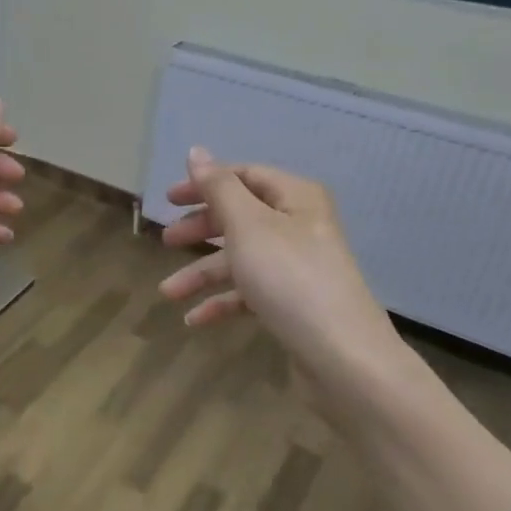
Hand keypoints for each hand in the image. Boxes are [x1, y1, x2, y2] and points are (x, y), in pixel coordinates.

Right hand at [157, 148, 414, 396]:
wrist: (344, 358)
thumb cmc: (290, 279)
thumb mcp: (247, 226)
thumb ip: (218, 188)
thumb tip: (196, 152)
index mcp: (295, 198)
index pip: (244, 176)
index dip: (205, 184)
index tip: (168, 200)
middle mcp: (299, 226)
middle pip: (239, 217)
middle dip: (200, 230)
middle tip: (166, 241)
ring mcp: (297, 267)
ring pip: (240, 259)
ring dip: (202, 274)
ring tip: (168, 292)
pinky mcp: (294, 303)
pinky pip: (251, 293)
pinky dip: (223, 301)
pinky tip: (194, 320)